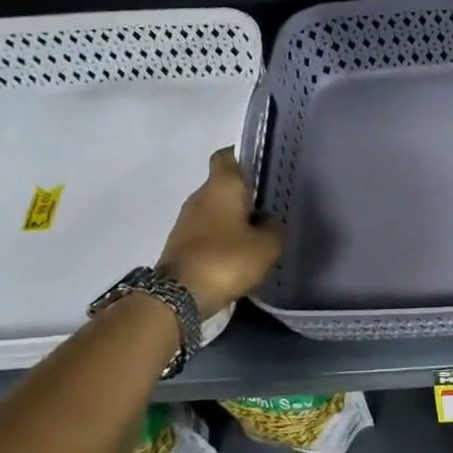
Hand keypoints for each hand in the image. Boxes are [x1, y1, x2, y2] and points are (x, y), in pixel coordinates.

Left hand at [158, 147, 283, 311]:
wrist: (178, 296)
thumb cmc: (227, 259)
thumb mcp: (267, 245)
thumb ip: (274, 227)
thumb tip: (269, 220)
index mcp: (222, 186)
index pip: (228, 155)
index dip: (245, 156)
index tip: (264, 167)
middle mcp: (200, 196)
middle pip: (224, 185)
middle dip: (246, 194)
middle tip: (272, 205)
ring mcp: (187, 220)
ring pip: (216, 209)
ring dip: (235, 218)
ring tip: (260, 232)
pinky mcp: (181, 243)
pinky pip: (208, 231)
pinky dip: (223, 237)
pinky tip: (241, 252)